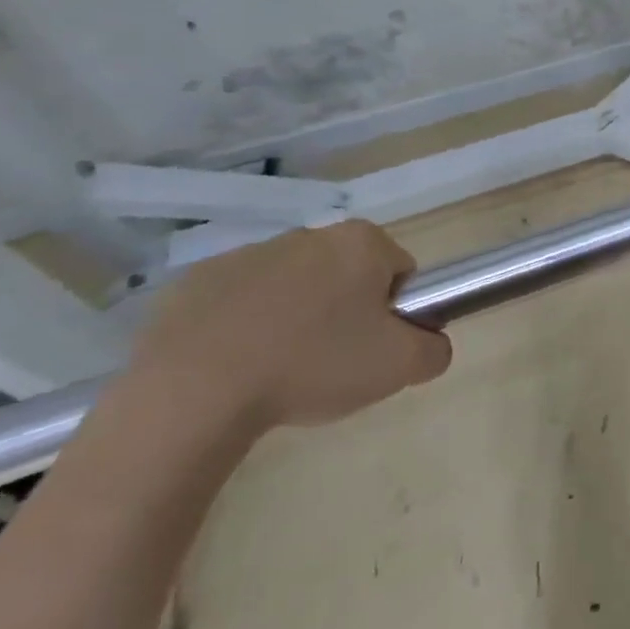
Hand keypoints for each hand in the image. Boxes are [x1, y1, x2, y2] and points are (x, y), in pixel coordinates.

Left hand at [131, 220, 450, 435]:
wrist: (194, 392)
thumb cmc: (313, 365)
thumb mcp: (401, 367)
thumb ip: (435, 349)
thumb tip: (430, 343)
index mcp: (361, 243)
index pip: (400, 271)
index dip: (396, 312)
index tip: (374, 347)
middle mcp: (309, 235)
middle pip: (346, 276)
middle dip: (345, 312)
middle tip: (332, 364)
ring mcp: (247, 255)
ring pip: (292, 288)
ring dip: (295, 319)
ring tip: (279, 372)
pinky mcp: (195, 283)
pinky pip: (238, 304)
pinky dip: (243, 329)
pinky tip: (235, 368)